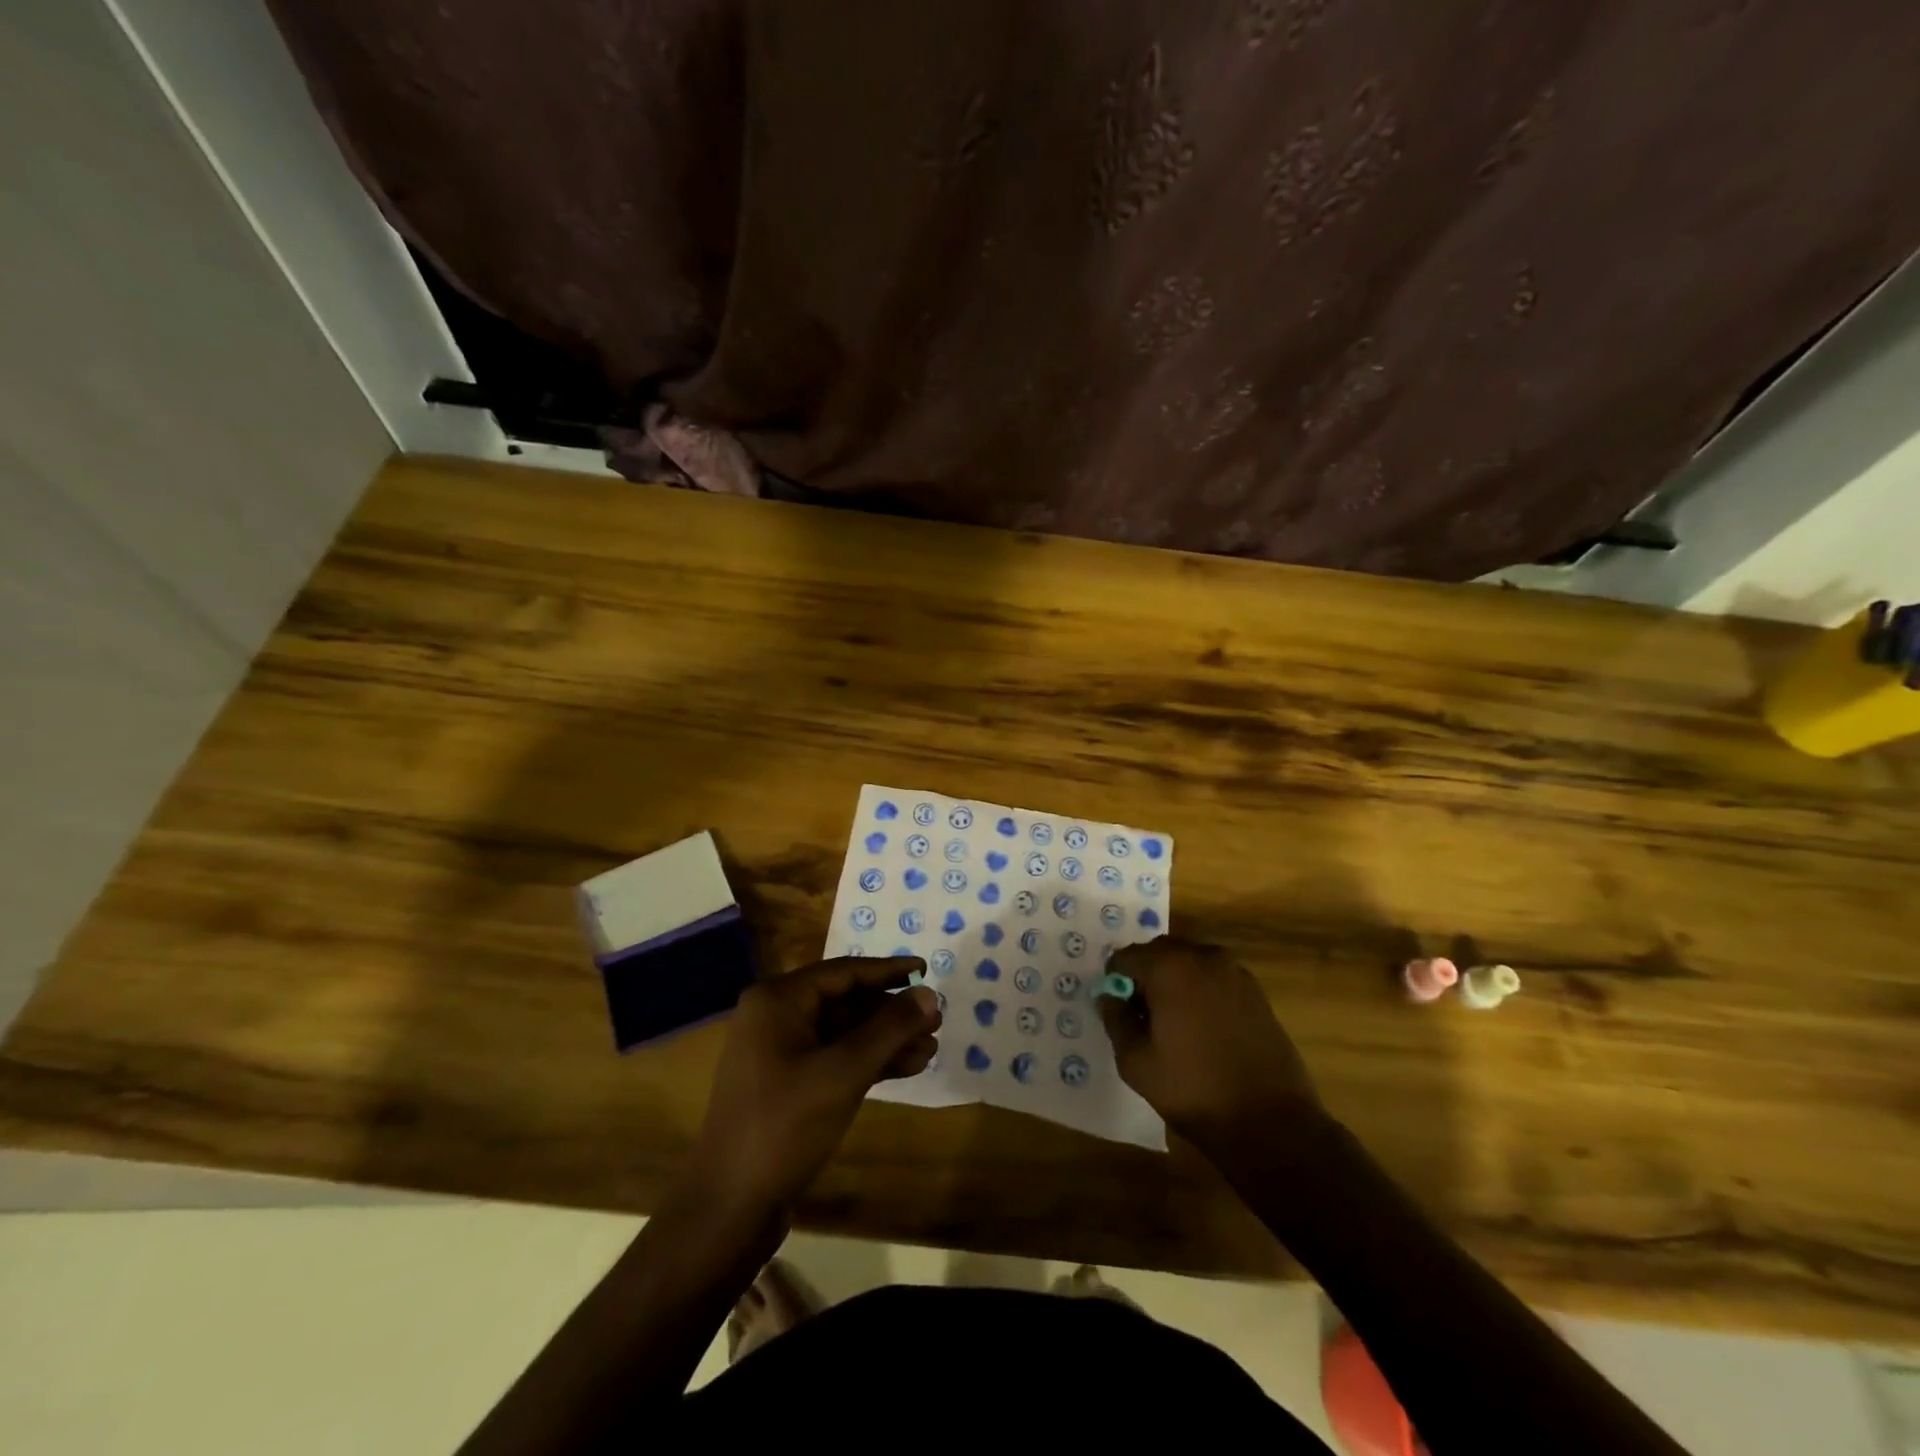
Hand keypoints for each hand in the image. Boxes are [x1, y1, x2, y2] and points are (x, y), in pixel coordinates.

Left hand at [690, 956, 940, 1213]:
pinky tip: (907, 1068)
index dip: (888, 971)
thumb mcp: (843, 1072)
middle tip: (935, 1020)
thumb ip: (889, 1029)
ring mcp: (779, 1052)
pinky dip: (868, 1062)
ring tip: (930, 1049)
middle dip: (891, 1012)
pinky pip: (835, 1058)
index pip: (844, 972)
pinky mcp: (787, 1084)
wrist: (729, 1207)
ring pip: (844, 1033)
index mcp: (778, 1000)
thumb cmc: (784, 1126)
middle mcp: (775, 1017)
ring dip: (885, 1040)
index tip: (926, 969)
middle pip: (845, 1002)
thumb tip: (930, 995)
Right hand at [1099, 937, 1325, 1159]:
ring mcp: (1235, 972)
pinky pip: (1215, 977)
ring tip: (1173, 1022)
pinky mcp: (1256, 992)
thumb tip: (1109, 997)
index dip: (1115, 981)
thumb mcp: (1136, 1063)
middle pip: (1160, 952)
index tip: (1117, 1009)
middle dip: (1145, 975)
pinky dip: (1200, 990)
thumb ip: (1116, 1020)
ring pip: (1190, 962)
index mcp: (1170, 968)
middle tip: (1141, 1015)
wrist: (1271, 1123)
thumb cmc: (1194, 1091)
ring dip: (1174, 980)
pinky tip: (1202, 1028)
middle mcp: (1203, 957)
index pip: (1126, 957)